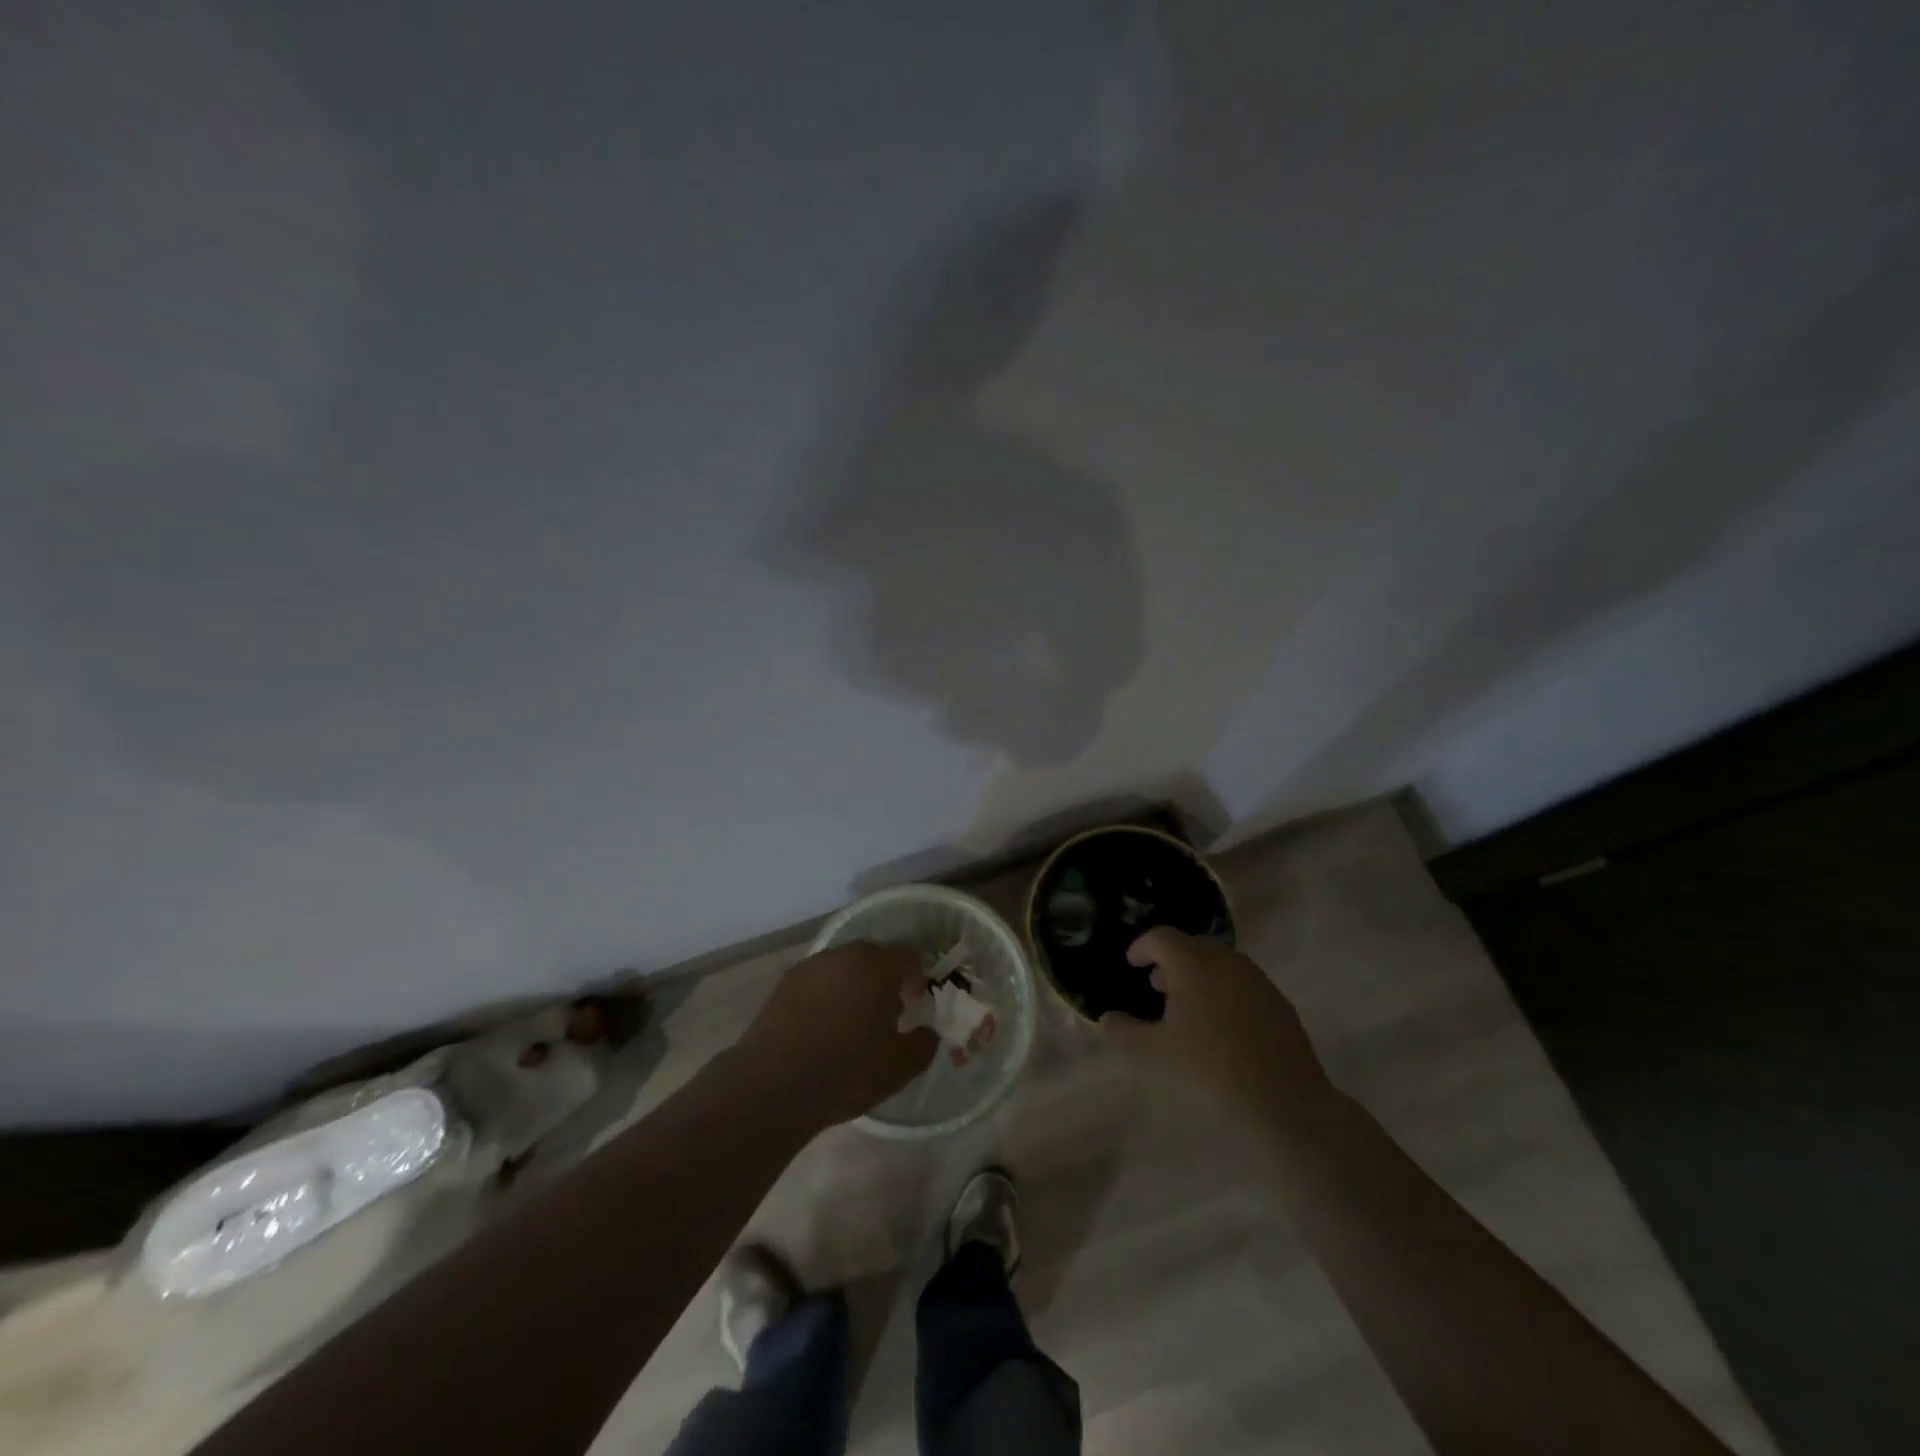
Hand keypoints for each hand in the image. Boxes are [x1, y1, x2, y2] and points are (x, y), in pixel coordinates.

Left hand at [732, 941, 938, 1129]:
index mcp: (876, 967)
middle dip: (884, 977)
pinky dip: (826, 994)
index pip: (906, 955)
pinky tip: (823, 1026)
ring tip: (853, 1020)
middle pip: (873, 955)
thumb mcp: (899, 1068)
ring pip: (842, 966)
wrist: (773, 1086)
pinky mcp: (784, 984)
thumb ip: (923, 1045)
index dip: (916, 976)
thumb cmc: (846, 1072)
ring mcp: (810, 967)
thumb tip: (927, 1033)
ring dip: (854, 983)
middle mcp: (843, 956)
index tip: (915, 1001)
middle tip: (887, 1010)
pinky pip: (817, 980)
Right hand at [1106, 928, 1333, 1118]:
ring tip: (1188, 1007)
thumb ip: (1123, 1032)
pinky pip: (1242, 985)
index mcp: (1193, 964)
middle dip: (1171, 961)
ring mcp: (1257, 980)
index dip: (1142, 947)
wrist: (1285, 1104)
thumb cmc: (1209, 1071)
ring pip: (1220, 964)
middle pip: (1193, 946)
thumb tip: (1107, 1019)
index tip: (1132, 962)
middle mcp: (1226, 961)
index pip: (1161, 938)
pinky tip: (1221, 1027)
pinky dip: (1224, 992)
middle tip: (1157, 986)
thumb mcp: (1153, 1054)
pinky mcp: (1279, 1003)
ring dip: (1199, 976)